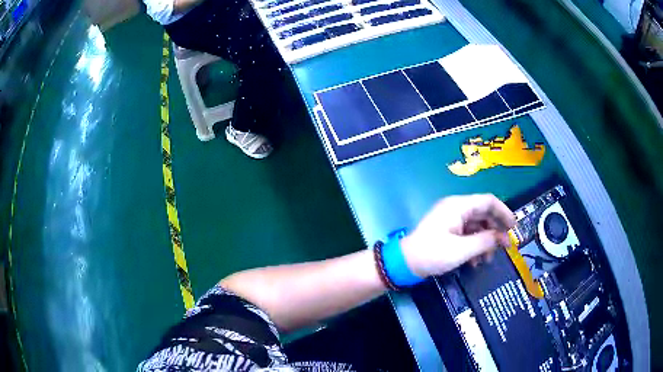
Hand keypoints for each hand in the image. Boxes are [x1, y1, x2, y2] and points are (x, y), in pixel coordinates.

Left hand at [400, 194, 515, 277]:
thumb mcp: (462, 250)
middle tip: (505, 247)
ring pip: (477, 226)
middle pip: (484, 213)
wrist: (404, 264)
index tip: (514, 227)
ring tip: (488, 260)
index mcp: (459, 206)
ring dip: (485, 242)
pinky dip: (474, 246)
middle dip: (495, 231)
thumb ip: (485, 242)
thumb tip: (503, 238)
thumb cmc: (432, 254)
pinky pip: (467, 234)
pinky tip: (475, 262)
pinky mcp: (448, 230)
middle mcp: (456, 208)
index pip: (488, 201)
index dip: (504, 212)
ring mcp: (451, 219)